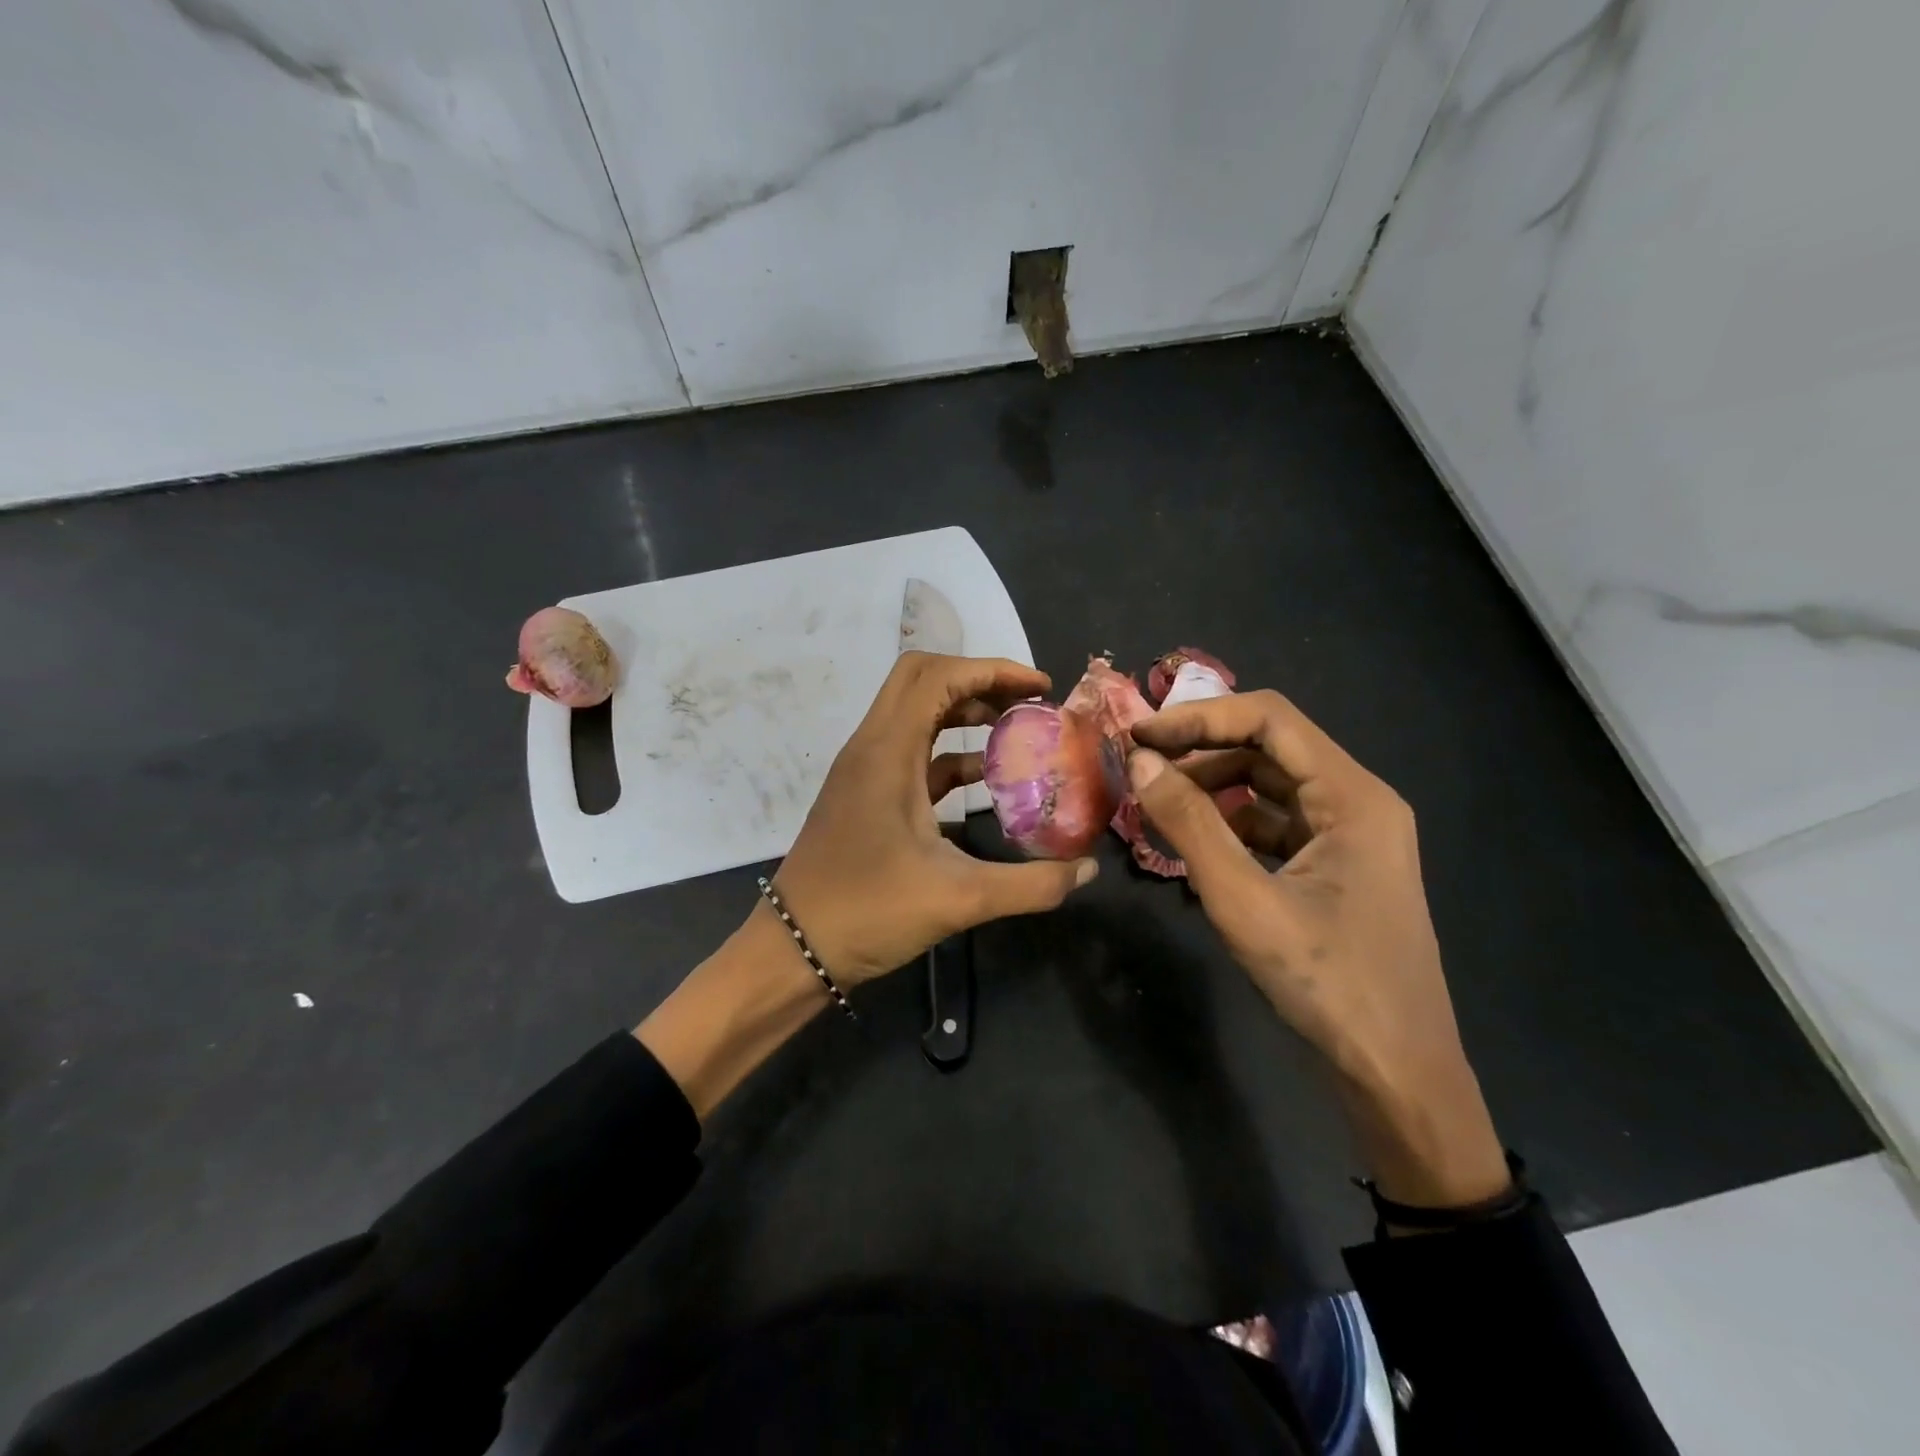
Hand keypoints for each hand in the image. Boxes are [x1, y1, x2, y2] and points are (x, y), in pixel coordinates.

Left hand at [774, 651, 1098, 983]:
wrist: (794, 948)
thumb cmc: (868, 912)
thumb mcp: (958, 899)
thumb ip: (1030, 885)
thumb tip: (1087, 870)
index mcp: (887, 752)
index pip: (938, 676)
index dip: (993, 670)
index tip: (1041, 689)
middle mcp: (871, 746)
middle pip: (922, 679)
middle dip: (978, 681)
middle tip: (1027, 704)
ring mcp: (863, 769)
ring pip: (915, 713)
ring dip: (964, 712)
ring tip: (1016, 731)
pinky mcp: (864, 794)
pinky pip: (911, 752)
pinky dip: (950, 752)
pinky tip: (986, 780)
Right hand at [1129, 690, 1508, 1209]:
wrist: (1396, 1074)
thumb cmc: (1326, 983)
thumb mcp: (1244, 901)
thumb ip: (1189, 825)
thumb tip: (1141, 763)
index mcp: (1353, 796)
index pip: (1270, 719)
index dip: (1200, 717)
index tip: (1141, 735)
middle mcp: (1358, 802)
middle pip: (1270, 748)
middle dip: (1201, 750)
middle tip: (1140, 767)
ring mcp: (1350, 836)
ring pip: (1271, 786)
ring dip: (1213, 787)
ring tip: (1157, 804)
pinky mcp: (1336, 867)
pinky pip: (1276, 824)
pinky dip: (1232, 823)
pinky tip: (1194, 843)